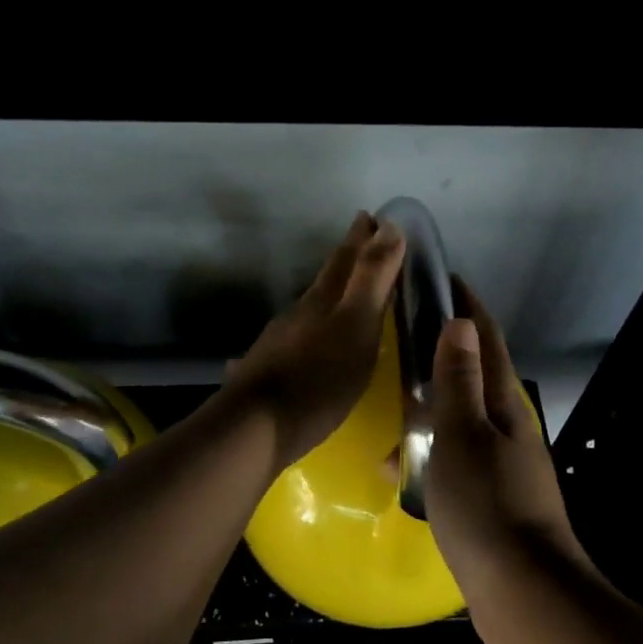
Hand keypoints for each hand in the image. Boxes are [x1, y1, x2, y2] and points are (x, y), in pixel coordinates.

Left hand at [222, 212, 404, 469]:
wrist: (255, 427)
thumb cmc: (317, 379)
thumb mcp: (356, 326)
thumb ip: (372, 278)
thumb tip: (387, 225)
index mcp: (323, 301)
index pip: (346, 259)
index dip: (361, 238)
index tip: (371, 216)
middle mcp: (299, 314)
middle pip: (326, 280)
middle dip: (346, 260)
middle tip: (361, 241)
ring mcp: (279, 343)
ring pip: (309, 309)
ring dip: (329, 297)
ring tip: (345, 296)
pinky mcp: (269, 372)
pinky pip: (295, 341)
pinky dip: (309, 333)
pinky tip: (304, 344)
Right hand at [426, 280, 596, 642]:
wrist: (524, 593)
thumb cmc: (487, 507)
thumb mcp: (463, 437)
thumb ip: (458, 381)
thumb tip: (459, 322)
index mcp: (504, 406)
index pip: (486, 341)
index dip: (467, 307)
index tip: (444, 278)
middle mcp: (508, 429)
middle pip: (475, 375)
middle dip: (444, 350)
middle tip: (403, 334)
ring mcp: (501, 466)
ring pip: (461, 419)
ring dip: (431, 404)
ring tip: (392, 399)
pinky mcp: (490, 498)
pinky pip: (454, 459)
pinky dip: (429, 451)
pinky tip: (400, 466)